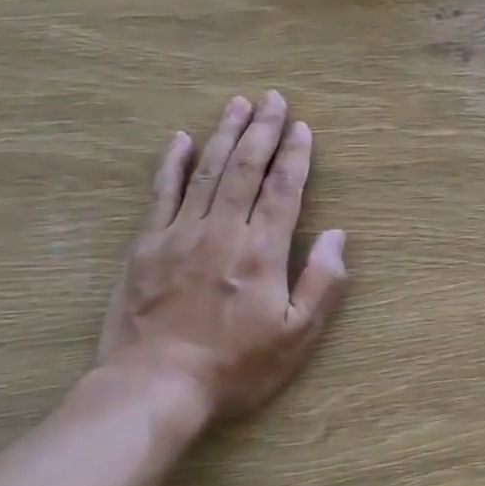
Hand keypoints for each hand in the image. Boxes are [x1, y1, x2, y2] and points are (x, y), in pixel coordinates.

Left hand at [96, 92, 347, 423]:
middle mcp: (222, 231)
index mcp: (262, 251)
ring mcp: (179, 235)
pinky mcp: (146, 246)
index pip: (284, 189)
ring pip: (205, 172)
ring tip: (237, 104)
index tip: (302, 127)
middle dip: (262, 130)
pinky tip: (179, 140)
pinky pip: (161, 194)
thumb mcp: (298, 336)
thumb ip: (322, 282)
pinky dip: (171, 164)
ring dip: (224, 134)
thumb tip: (338, 235)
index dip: (295, 155)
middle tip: (273, 98)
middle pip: (245, 169)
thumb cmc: (236, 366)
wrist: (156, 387)